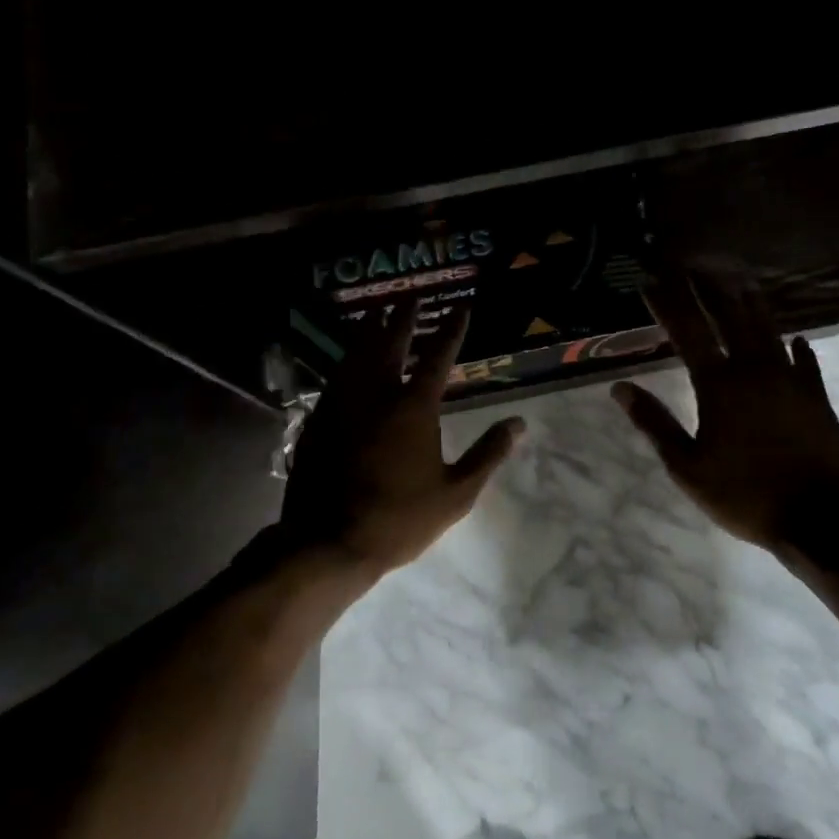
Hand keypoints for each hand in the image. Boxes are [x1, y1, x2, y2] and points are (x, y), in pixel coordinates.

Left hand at [282, 305, 524, 579]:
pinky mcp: (319, 419)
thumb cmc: (400, 519)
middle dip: (403, 318)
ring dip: (369, 329)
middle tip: (411, 297)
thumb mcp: (456, 493)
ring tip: (375, 312)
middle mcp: (377, 394)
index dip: (452, 329)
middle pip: (390, 343)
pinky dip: (346, 359)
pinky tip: (347, 359)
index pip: (438, 356)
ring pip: (356, 353)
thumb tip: (519, 423)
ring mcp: (343, 404)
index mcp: (414, 408)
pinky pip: (335, 376)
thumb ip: (488, 454)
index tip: (461, 307)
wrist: (329, 541)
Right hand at [613, 268, 838, 560]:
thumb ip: (654, 423)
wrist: (821, 520)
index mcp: (720, 385)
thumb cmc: (745, 495)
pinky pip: (805, 360)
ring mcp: (791, 380)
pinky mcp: (817, 396)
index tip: (650, 281)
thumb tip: (620, 388)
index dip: (667, 303)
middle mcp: (755, 370)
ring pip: (768, 328)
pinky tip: (795, 338)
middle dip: (708, 288)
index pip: (687, 331)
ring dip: (750, 302)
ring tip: (739, 281)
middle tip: (693, 266)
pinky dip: (796, 345)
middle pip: (729, 315)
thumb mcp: (687, 467)